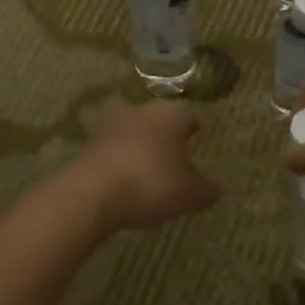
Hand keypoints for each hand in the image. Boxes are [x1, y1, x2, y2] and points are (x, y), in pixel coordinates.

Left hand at [68, 102, 219, 231]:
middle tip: (174, 156)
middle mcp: (140, 110)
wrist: (91, 193)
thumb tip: (215, 187)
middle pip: (158, 120)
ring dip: (140, 147)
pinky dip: (120, 161)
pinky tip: (125, 181)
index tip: (198, 140)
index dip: (194, 129)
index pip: (188, 116)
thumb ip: (206, 189)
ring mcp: (110, 125)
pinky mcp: (88, 144)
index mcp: (170, 114)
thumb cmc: (151, 183)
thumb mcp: (190, 193)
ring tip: (148, 171)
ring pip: (133, 132)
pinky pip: (113, 150)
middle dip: (165, 135)